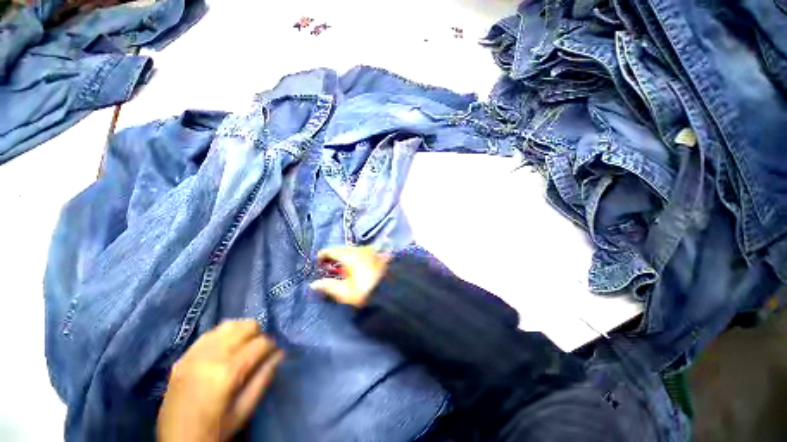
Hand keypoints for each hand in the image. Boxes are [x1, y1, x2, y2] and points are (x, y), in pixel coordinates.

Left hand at [157, 320, 283, 441]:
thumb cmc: (215, 430)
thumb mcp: (244, 410)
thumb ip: (263, 378)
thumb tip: (280, 353)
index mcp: (227, 373)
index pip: (261, 343)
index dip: (271, 346)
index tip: (272, 354)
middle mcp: (211, 357)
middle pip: (245, 326)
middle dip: (258, 334)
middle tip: (258, 349)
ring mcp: (194, 355)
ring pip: (228, 324)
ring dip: (241, 331)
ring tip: (243, 345)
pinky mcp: (183, 357)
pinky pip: (210, 333)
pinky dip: (223, 335)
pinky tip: (225, 348)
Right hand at [310, 246, 389, 306]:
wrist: (393, 290)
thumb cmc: (366, 291)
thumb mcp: (344, 292)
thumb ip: (328, 286)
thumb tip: (314, 283)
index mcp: (349, 255)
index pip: (330, 250)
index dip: (322, 256)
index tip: (318, 264)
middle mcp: (360, 248)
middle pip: (342, 250)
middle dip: (334, 258)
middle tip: (329, 269)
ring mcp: (370, 250)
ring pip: (353, 251)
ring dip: (346, 258)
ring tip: (344, 270)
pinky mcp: (378, 254)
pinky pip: (363, 254)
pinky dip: (356, 259)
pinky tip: (357, 268)